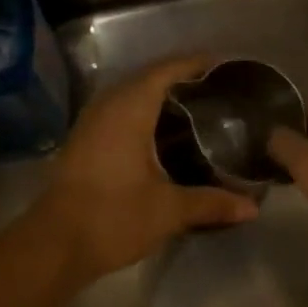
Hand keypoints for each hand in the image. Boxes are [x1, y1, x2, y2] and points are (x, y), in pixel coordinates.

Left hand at [25, 58, 257, 286]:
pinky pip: (119, 108)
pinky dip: (143, 109)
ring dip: (159, 93)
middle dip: (180, 78)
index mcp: (130, 107)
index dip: (194, 63)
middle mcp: (109, 103)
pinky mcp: (84, 137)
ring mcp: (92, 119)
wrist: (54, 243)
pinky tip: (162, 132)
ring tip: (194, 106)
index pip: (166, 70)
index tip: (223, 65)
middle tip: (215, 88)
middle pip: (148, 76)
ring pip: (131, 92)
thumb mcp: (168, 210)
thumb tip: (253, 208)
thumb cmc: (113, 216)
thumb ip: (211, 203)